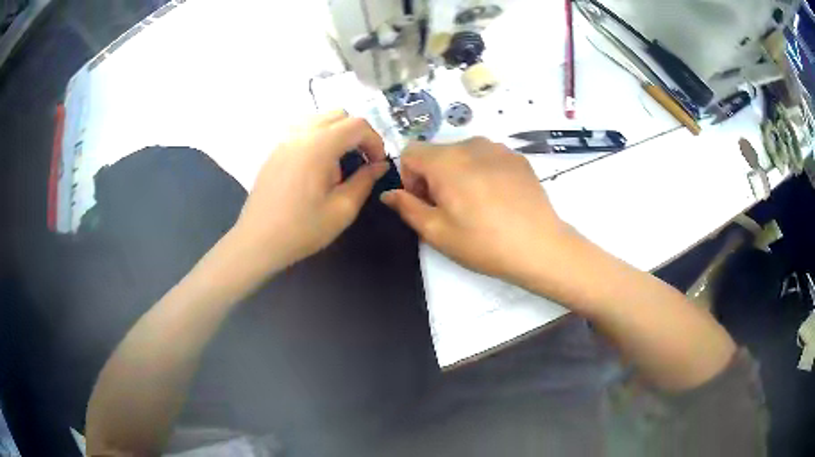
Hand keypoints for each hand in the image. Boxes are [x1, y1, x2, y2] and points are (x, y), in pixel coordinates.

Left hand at [233, 111, 388, 270]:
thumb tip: (380, 165)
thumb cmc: (302, 229)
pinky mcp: (275, 150)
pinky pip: (303, 130)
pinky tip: (318, 166)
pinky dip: (319, 137)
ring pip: (320, 119)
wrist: (257, 241)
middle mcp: (301, 134)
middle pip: (339, 115)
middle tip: (362, 160)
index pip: (357, 125)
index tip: (377, 164)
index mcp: (319, 146)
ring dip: (338, 133)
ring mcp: (284, 140)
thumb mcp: (342, 210)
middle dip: (358, 134)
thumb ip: (365, 181)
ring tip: (339, 162)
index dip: (375, 141)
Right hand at [381, 137, 570, 284]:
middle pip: (437, 153)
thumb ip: (407, 207)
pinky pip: (487, 158)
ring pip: (463, 154)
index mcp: (446, 161)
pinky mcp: (517, 158)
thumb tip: (389, 193)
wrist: (539, 246)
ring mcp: (498, 148)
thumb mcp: (437, 231)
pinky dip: (482, 172)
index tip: (424, 202)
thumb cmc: (483, 242)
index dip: (409, 177)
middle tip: (450, 209)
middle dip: (433, 176)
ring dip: (458, 173)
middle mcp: (471, 144)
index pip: (410, 152)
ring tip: (476, 205)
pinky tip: (497, 200)